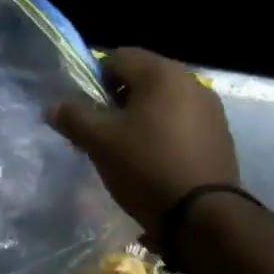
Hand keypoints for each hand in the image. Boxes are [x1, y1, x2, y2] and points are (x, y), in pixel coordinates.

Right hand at [49, 48, 238, 231]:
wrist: (204, 216)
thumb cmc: (147, 167)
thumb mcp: (100, 142)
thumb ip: (73, 117)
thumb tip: (52, 106)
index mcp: (162, 73)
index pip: (117, 57)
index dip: (94, 79)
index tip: (86, 110)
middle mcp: (191, 81)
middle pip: (142, 77)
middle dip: (117, 99)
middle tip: (102, 130)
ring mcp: (210, 108)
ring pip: (163, 101)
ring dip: (141, 116)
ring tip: (127, 148)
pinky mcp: (220, 134)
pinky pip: (182, 121)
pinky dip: (164, 131)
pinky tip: (155, 160)